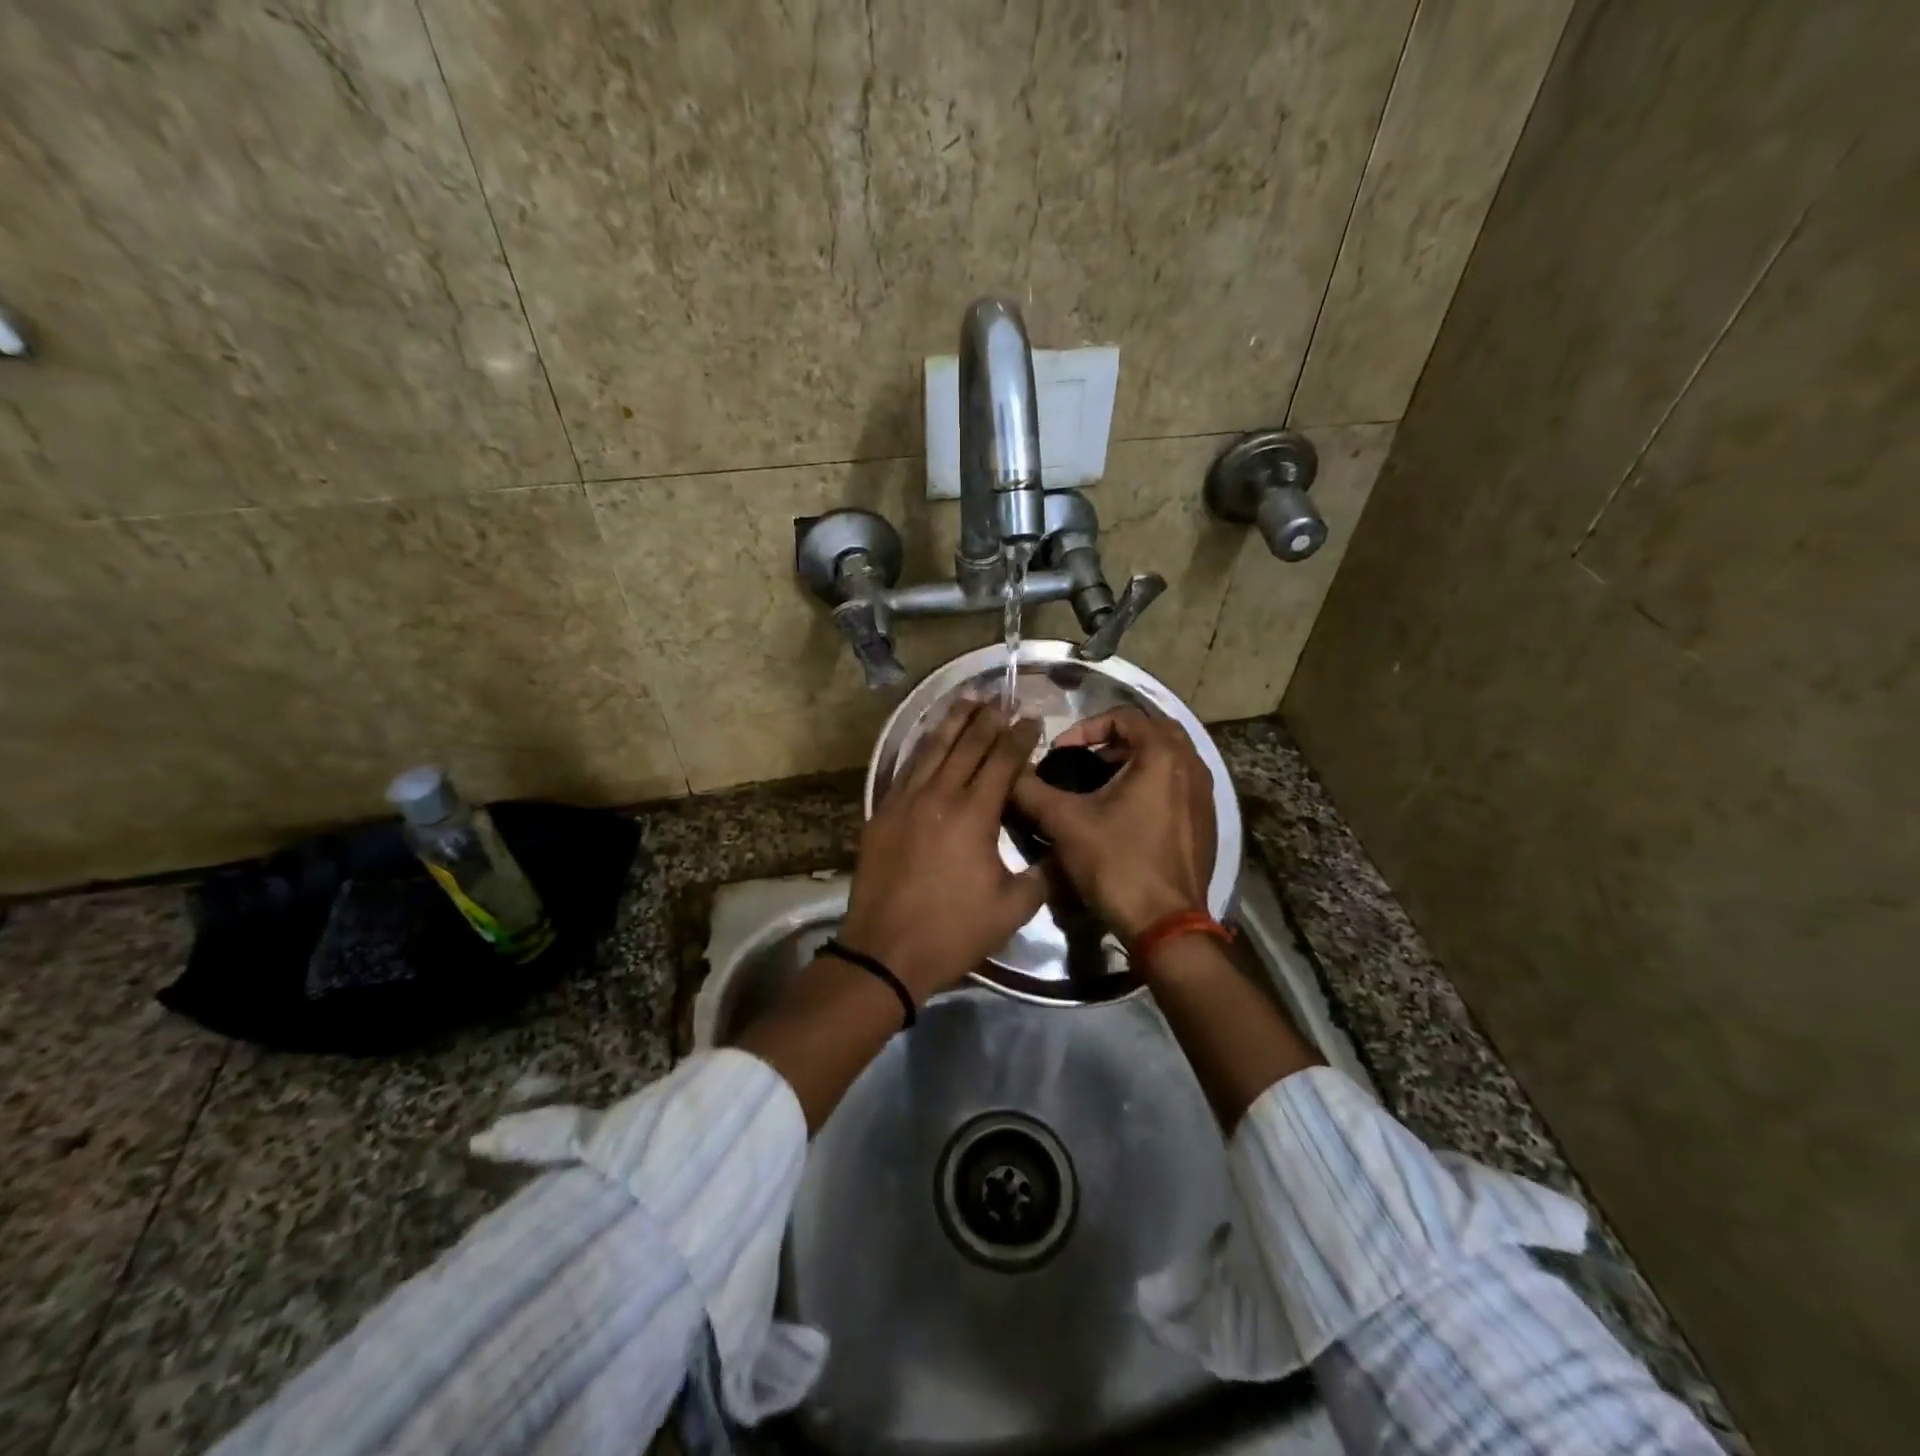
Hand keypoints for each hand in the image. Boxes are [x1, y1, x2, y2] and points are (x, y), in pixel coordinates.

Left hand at [838, 698, 1047, 1003]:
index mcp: (974, 814)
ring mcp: (904, 801)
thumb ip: (1043, 873)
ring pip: (931, 748)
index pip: (1002, 761)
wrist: (885, 951)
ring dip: (952, 721)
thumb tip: (1062, 848)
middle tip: (1002, 697)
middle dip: (987, 718)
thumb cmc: (953, 931)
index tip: (1031, 719)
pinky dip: (921, 747)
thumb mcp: (1013, 908)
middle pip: (966, 745)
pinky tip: (928, 738)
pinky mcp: (881, 812)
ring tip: (967, 698)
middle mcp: (939, 795)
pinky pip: (905, 768)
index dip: (1018, 737)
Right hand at [1009, 706, 1214, 942]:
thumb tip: (1009, 773)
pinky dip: (1152, 783)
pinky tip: (1126, 812)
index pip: (1124, 715)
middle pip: (1152, 730)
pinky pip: (1178, 784)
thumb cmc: (1117, 864)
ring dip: (1134, 760)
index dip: (1086, 728)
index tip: (1061, 753)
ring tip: (1101, 783)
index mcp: (1162, 755)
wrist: (1165, 924)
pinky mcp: (1206, 822)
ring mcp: (1204, 795)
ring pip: (1168, 758)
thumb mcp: (1065, 822)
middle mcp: (1192, 765)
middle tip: (1084, 760)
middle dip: (1114, 739)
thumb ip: (1032, 790)